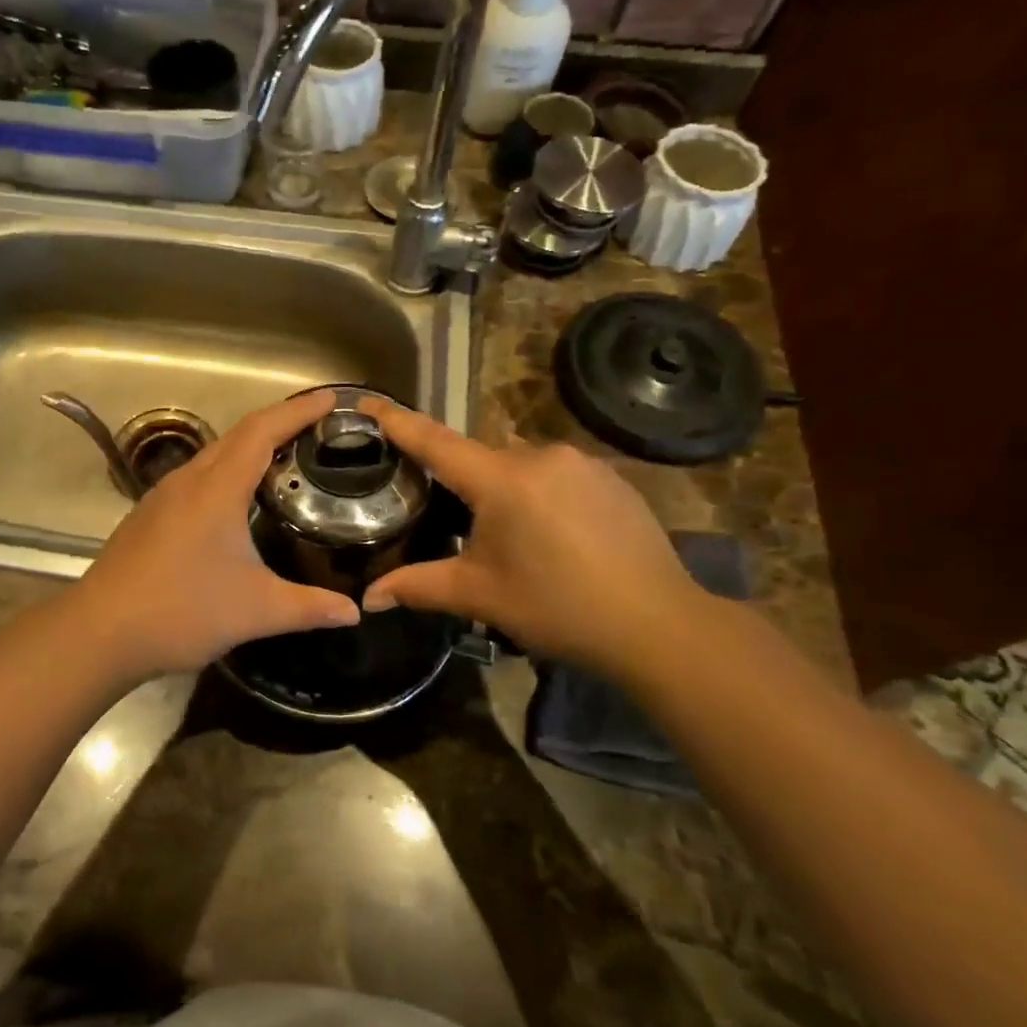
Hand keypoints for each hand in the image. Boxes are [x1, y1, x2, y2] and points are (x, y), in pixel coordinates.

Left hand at [68, 389, 359, 683]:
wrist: (100, 631)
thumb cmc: (181, 611)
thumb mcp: (255, 610)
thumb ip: (309, 607)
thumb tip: (353, 611)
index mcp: (216, 489)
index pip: (262, 431)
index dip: (298, 411)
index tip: (330, 398)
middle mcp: (187, 481)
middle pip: (237, 435)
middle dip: (278, 422)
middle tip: (315, 425)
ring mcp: (161, 497)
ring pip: (213, 455)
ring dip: (248, 446)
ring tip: (282, 456)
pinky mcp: (147, 516)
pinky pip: (195, 477)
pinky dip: (225, 471)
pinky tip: (234, 499)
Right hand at [359, 399, 707, 675]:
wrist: (659, 625)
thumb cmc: (559, 608)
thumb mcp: (481, 596)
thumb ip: (419, 587)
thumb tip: (368, 599)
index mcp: (502, 480)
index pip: (435, 441)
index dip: (398, 421)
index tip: (367, 400)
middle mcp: (541, 456)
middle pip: (480, 458)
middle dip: (462, 484)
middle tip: (454, 523)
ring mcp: (582, 463)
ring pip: (520, 466)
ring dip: (504, 491)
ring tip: (511, 539)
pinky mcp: (612, 477)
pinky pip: (557, 474)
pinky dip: (540, 494)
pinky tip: (553, 535)